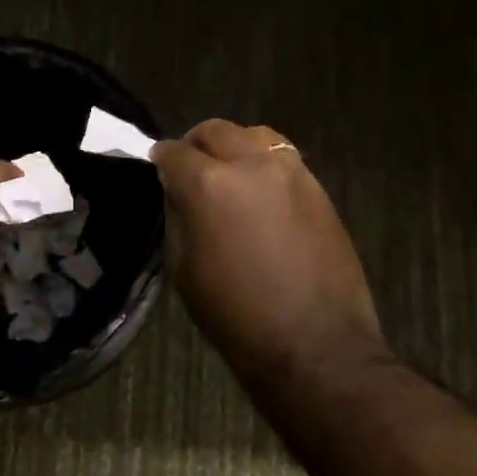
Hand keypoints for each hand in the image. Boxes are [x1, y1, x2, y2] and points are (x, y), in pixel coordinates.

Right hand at [152, 119, 382, 372]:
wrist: (314, 344)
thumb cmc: (235, 315)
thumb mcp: (184, 268)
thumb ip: (179, 217)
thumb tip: (179, 191)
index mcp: (208, 185)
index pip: (173, 152)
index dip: (161, 159)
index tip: (158, 167)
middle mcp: (250, 165)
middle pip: (215, 131)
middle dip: (196, 144)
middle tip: (190, 167)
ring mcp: (290, 172)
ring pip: (254, 136)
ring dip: (234, 147)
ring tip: (229, 172)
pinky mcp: (318, 188)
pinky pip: (283, 158)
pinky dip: (264, 164)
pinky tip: (260, 192)